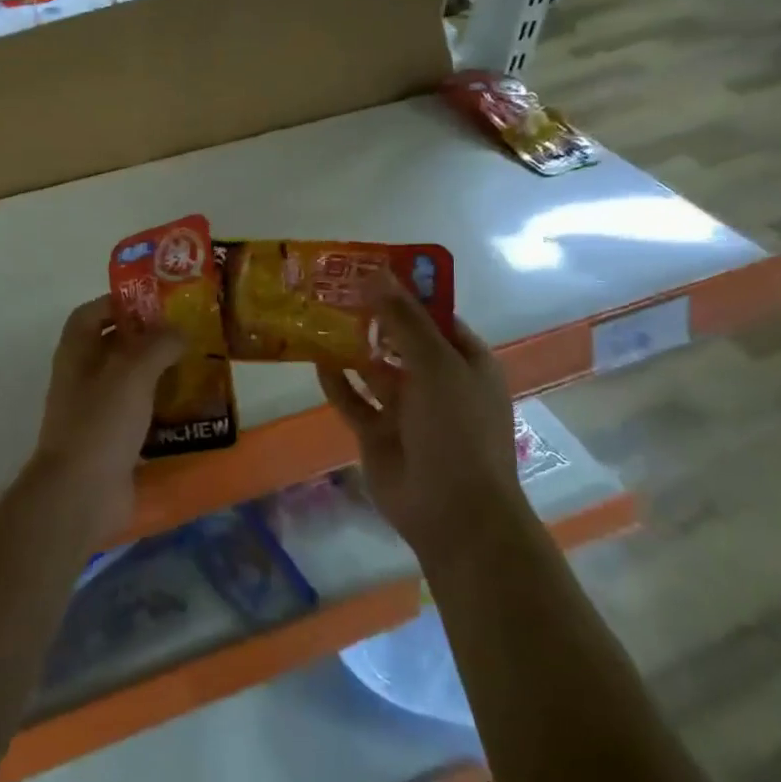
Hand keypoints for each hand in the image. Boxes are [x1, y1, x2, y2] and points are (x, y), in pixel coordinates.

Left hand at [27, 297, 182, 539]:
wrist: (81, 493)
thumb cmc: (101, 422)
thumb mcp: (132, 372)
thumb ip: (157, 344)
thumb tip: (178, 330)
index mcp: (77, 353)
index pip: (91, 313)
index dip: (119, 302)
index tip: (156, 301)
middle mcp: (82, 377)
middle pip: (114, 345)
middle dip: (148, 337)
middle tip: (188, 332)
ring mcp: (96, 411)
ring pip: (130, 381)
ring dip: (159, 373)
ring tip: (198, 365)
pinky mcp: (112, 440)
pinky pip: (140, 415)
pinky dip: (162, 408)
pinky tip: (192, 407)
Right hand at [313, 278, 521, 562]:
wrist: (454, 512)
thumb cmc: (457, 431)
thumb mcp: (436, 365)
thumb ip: (404, 320)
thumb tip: (376, 274)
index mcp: (464, 362)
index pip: (434, 316)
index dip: (405, 292)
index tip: (368, 269)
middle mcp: (436, 381)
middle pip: (399, 340)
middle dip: (371, 317)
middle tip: (332, 289)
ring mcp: (406, 409)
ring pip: (372, 368)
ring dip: (350, 347)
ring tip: (317, 318)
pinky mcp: (378, 432)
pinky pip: (353, 400)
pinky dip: (336, 382)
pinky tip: (316, 361)